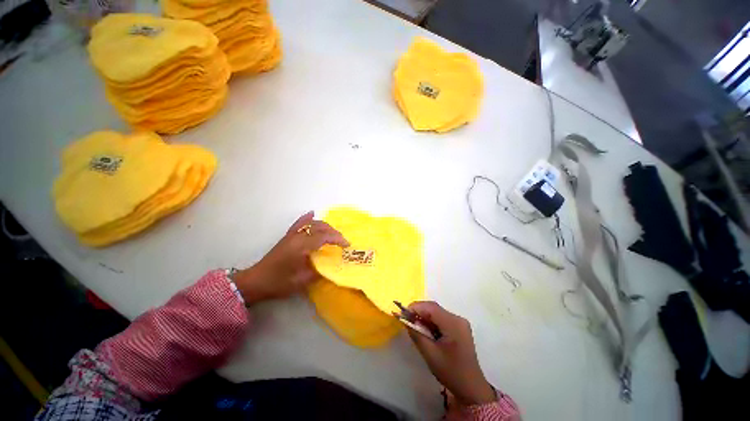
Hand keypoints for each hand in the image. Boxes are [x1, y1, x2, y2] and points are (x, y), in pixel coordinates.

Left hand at [232, 211, 348, 303]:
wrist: (256, 281)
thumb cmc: (278, 283)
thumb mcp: (301, 281)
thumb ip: (318, 271)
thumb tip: (332, 265)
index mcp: (301, 246)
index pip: (323, 237)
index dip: (337, 239)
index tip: (347, 245)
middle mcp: (297, 237)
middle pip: (319, 227)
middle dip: (333, 232)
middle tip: (342, 241)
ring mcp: (292, 235)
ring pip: (311, 224)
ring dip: (325, 226)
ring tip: (333, 233)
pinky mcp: (287, 236)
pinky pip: (299, 223)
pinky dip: (307, 218)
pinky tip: (312, 214)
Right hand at [407, 301, 495, 405]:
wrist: (471, 388)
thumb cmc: (450, 372)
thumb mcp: (430, 354)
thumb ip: (416, 334)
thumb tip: (405, 319)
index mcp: (453, 323)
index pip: (431, 307)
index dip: (415, 307)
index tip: (402, 313)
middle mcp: (458, 318)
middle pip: (434, 308)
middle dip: (418, 312)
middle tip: (406, 319)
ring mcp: (459, 323)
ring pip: (437, 313)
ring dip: (424, 317)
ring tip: (413, 325)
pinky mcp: (459, 328)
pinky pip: (441, 319)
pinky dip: (431, 322)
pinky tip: (425, 331)